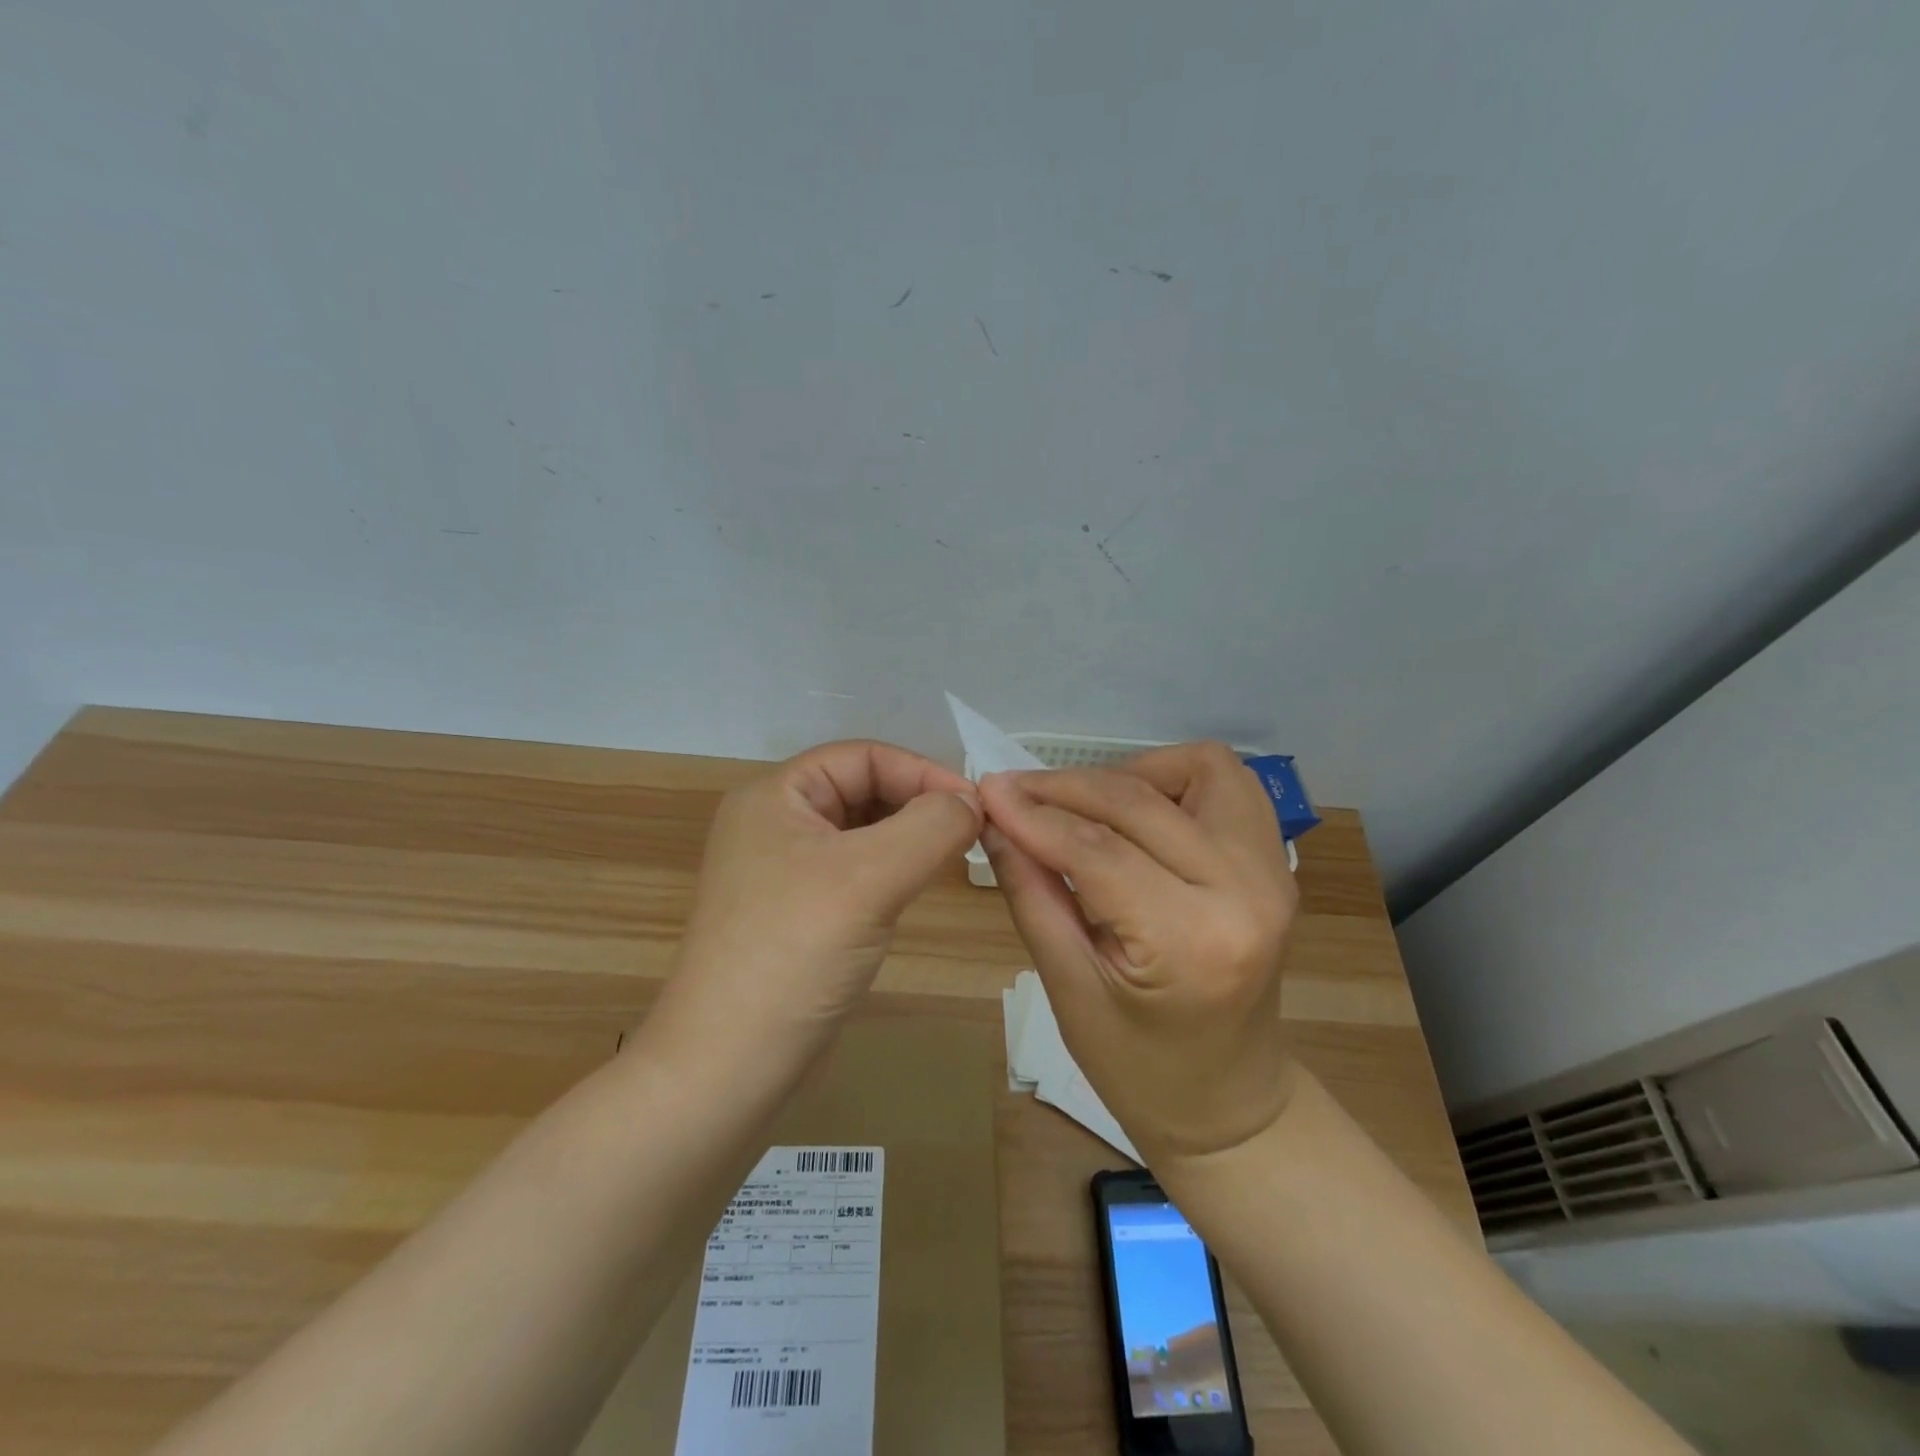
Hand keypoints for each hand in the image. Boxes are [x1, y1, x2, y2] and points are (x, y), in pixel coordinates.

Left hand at [658, 740, 982, 1075]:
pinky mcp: (797, 914)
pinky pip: (854, 873)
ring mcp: (783, 872)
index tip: (976, 806)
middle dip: (918, 804)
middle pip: (862, 790)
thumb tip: (972, 801)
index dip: (922, 771)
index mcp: (775, 796)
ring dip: (908, 837)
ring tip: (954, 856)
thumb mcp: (870, 877)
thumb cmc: (795, 954)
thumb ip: (931, 826)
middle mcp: (774, 824)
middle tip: (972, 833)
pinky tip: (917, 888)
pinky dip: (891, 871)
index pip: (862, 756)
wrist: (727, 1068)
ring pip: (862, 833)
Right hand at [979, 742, 1297, 1165]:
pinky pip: (1229, 784)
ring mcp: (1273, 871)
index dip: (1033, 814)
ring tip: (1084, 807)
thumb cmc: (1138, 1067)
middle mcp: (1246, 890)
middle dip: (1066, 788)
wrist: (1229, 1102)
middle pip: (1139, 801)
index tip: (986, 791)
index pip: (1096, 849)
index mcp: (1191, 940)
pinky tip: (1138, 811)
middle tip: (1013, 793)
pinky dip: (1177, 780)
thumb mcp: (1068, 988)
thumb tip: (995, 821)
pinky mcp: (1276, 862)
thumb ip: (1031, 894)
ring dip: (1131, 774)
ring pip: (1199, 768)